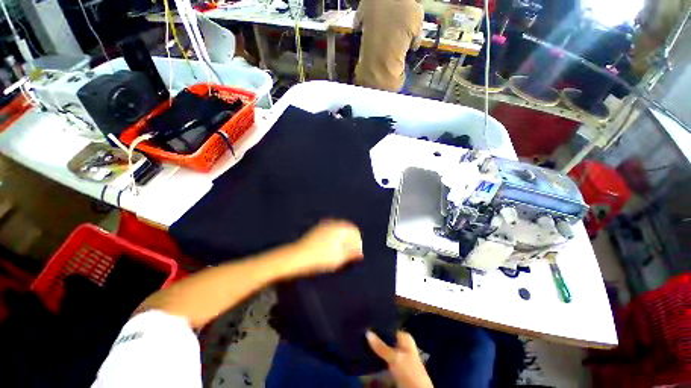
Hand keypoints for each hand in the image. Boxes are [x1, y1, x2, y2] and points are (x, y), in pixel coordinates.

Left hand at [289, 220, 363, 275]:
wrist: (296, 256)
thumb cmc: (320, 258)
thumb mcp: (338, 258)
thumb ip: (351, 254)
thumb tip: (360, 253)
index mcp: (339, 228)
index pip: (355, 231)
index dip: (357, 242)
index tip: (355, 253)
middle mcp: (332, 223)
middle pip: (347, 229)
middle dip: (350, 241)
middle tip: (348, 254)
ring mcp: (324, 225)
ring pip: (339, 230)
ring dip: (342, 239)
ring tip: (339, 252)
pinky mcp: (317, 229)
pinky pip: (331, 231)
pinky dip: (334, 238)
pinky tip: (330, 248)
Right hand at [367, 330, 432, 387]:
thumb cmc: (409, 371)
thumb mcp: (394, 358)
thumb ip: (380, 346)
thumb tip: (367, 332)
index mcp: (405, 338)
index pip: (389, 328)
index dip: (378, 327)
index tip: (366, 324)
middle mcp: (401, 344)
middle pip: (386, 339)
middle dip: (375, 338)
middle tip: (361, 333)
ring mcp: (398, 356)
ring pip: (383, 349)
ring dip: (374, 348)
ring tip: (361, 342)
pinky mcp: (394, 366)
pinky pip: (383, 358)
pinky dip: (376, 357)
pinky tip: (366, 354)